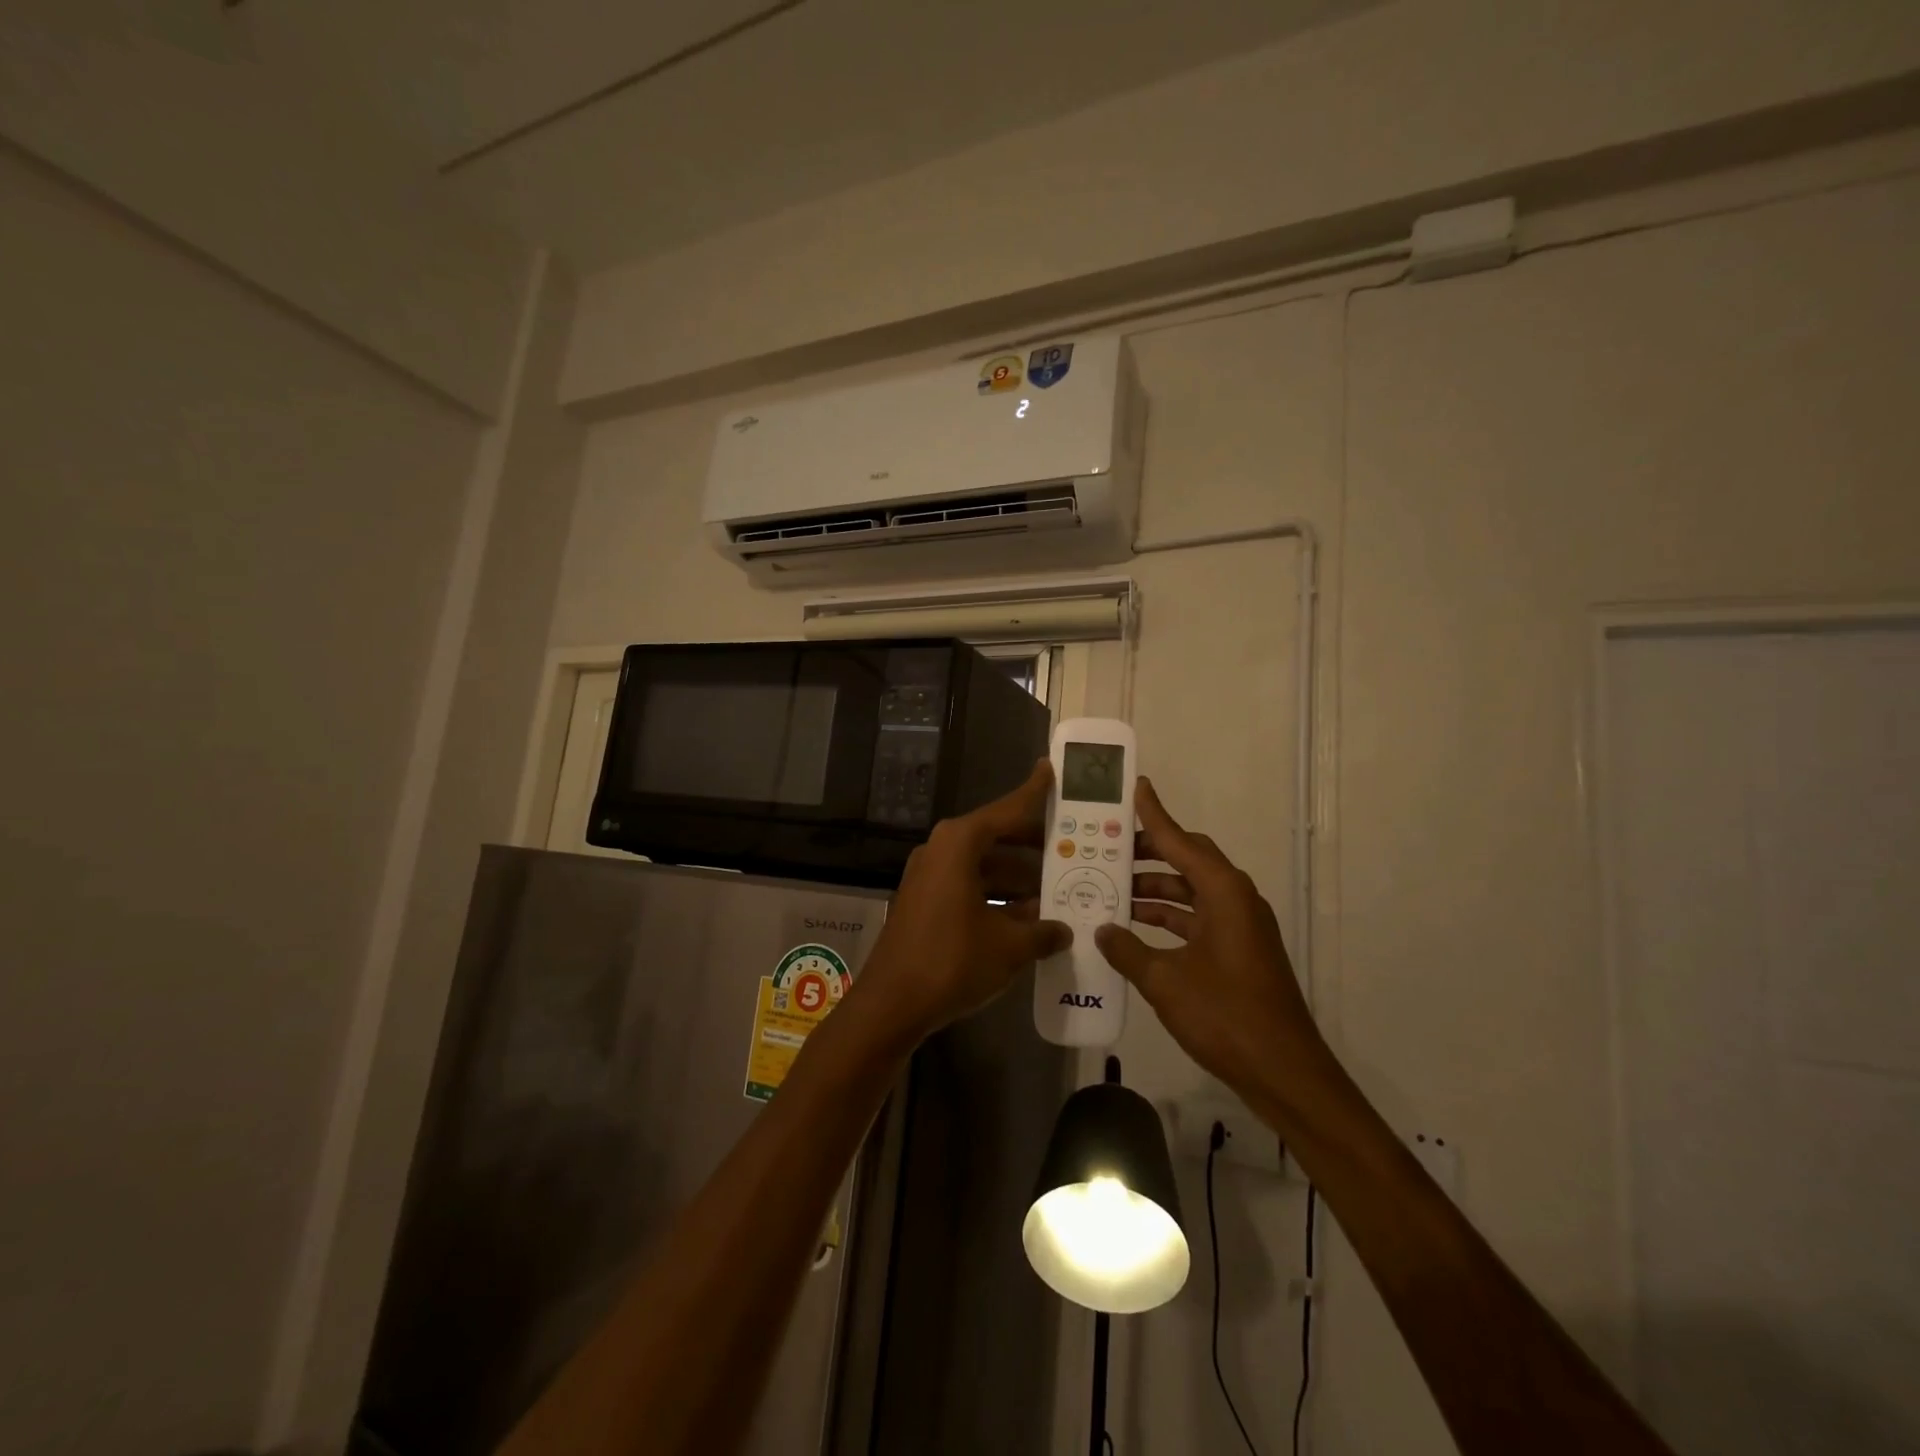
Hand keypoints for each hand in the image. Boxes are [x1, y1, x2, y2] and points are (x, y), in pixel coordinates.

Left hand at [857, 760, 1071, 1043]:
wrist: (890, 1004)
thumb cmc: (952, 961)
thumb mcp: (1009, 946)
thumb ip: (1042, 932)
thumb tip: (1063, 930)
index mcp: (959, 844)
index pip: (1007, 810)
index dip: (1033, 792)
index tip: (1051, 769)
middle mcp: (942, 850)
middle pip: (996, 836)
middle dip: (1034, 845)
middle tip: (1072, 846)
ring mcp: (929, 876)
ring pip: (984, 865)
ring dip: (1019, 877)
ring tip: (1059, 889)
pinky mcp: (925, 902)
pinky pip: (970, 886)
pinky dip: (998, 896)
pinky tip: (1028, 918)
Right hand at [1095, 778, 1321, 1095]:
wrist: (1284, 1072)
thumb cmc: (1225, 1016)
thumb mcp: (1165, 981)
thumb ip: (1128, 950)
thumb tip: (1103, 930)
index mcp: (1224, 893)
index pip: (1180, 842)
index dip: (1154, 815)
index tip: (1136, 787)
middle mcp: (1235, 900)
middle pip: (1188, 861)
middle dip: (1148, 853)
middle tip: (1108, 848)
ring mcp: (1240, 927)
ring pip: (1190, 892)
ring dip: (1154, 890)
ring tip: (1110, 889)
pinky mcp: (1238, 951)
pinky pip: (1197, 919)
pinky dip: (1168, 918)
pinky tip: (1135, 929)